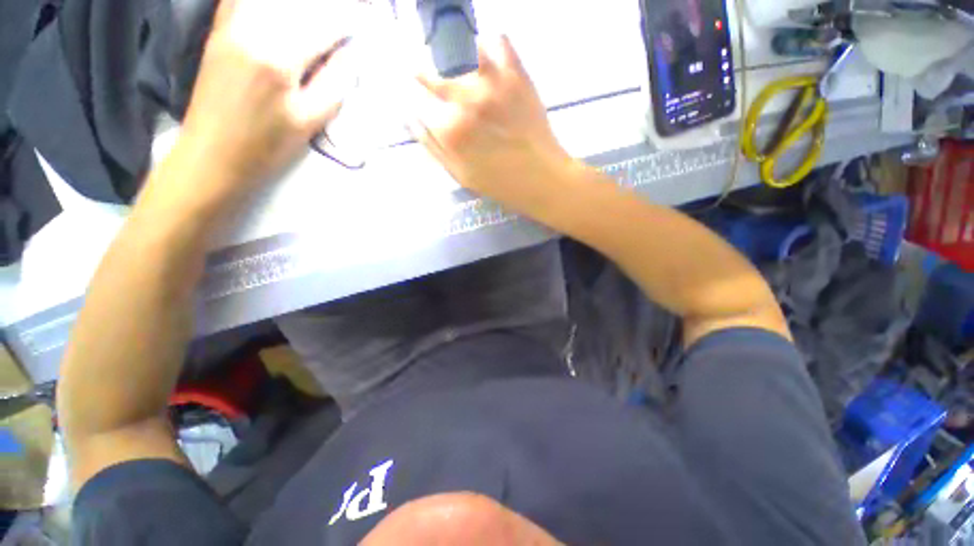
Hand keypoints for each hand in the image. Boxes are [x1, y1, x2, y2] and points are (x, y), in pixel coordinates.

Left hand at [178, 0, 357, 193]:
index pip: (323, 26)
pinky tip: (281, 14)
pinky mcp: (219, 31)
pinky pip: (241, 2)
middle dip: (326, 9)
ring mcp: (230, 26)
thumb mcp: (310, 122)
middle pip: (297, 5)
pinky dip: (266, 6)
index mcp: (278, 57)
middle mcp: (251, 29)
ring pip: (271, 3)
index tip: (365, 23)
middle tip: (344, 17)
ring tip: (317, 19)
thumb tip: (350, 54)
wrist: (212, 154)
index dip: (348, 23)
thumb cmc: (266, 145)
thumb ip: (334, 84)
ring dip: (299, 7)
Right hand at [410, 36, 576, 214]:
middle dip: (426, 75)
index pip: (418, 100)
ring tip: (461, 70)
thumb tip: (411, 116)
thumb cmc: (499, 184)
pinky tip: (489, 60)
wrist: (542, 179)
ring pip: (463, 48)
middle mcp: (465, 98)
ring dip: (457, 57)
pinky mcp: (517, 75)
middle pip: (434, 71)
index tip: (418, 98)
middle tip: (431, 80)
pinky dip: (491, 45)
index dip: (416, 99)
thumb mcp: (459, 175)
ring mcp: (493, 82)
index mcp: (449, 128)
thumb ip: (432, 146)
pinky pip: (499, 41)